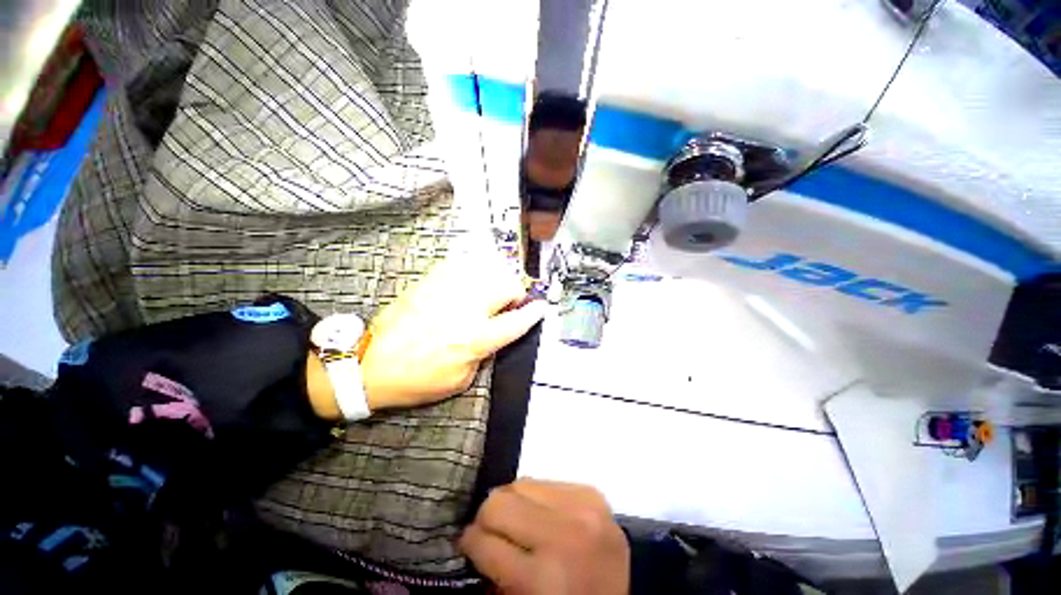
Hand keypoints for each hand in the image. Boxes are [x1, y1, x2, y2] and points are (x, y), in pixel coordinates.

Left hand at [360, 247, 546, 410]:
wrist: (370, 366)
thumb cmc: (417, 380)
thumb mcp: (460, 380)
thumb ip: (484, 353)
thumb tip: (495, 334)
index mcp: (473, 340)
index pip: (514, 322)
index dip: (532, 314)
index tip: (540, 307)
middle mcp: (464, 311)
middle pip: (504, 286)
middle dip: (515, 292)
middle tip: (510, 301)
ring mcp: (445, 292)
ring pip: (485, 270)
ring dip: (496, 278)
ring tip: (492, 289)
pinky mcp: (428, 283)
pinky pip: (458, 264)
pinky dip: (472, 268)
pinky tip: (471, 278)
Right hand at [460, 480, 629, 594]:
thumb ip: (490, 570)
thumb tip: (469, 535)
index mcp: (542, 580)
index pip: (483, 541)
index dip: (470, 545)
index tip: (468, 546)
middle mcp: (565, 534)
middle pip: (499, 501)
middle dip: (488, 519)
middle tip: (492, 533)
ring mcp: (584, 508)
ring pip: (521, 483)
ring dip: (514, 505)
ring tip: (523, 525)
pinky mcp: (593, 493)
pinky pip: (547, 481)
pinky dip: (538, 498)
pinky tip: (546, 518)